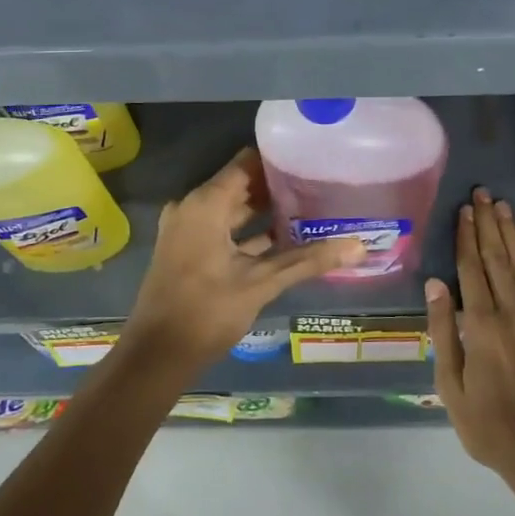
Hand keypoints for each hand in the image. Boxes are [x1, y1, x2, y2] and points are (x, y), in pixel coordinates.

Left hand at [125, 148, 365, 372]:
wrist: (156, 356)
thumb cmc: (206, 311)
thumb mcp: (261, 283)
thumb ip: (308, 261)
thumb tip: (358, 246)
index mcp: (205, 204)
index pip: (246, 163)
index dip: (278, 160)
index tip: (311, 159)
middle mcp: (192, 207)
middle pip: (240, 184)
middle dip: (277, 187)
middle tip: (318, 185)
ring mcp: (187, 229)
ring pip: (233, 209)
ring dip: (265, 211)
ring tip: (309, 209)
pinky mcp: (188, 250)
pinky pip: (223, 229)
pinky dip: (249, 232)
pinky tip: (285, 239)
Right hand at [426, 187, 514, 483]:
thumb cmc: (489, 425)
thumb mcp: (451, 386)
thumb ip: (443, 331)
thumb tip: (434, 284)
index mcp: (481, 325)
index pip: (470, 268)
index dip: (466, 236)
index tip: (463, 209)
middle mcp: (512, 312)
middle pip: (497, 258)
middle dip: (487, 224)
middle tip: (482, 193)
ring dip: (511, 234)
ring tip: (502, 206)